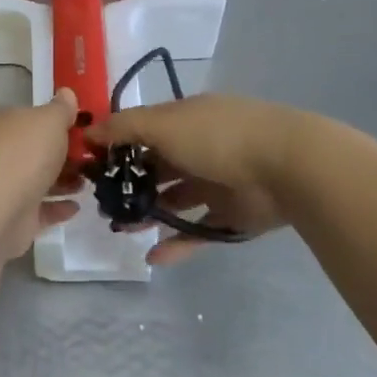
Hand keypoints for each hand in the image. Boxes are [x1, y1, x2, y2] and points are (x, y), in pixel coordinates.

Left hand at [0, 90, 83, 260]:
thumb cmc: (25, 155)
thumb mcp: (49, 121)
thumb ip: (61, 109)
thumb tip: (66, 92)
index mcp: (10, 125)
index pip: (36, 120)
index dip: (61, 123)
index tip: (88, 130)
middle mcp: (6, 153)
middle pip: (40, 151)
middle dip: (66, 154)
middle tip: (95, 159)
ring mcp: (9, 187)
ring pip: (41, 181)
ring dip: (65, 181)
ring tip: (90, 182)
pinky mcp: (16, 218)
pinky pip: (42, 211)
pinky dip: (59, 208)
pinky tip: (77, 207)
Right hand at [85, 94, 302, 264]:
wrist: (288, 168)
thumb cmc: (217, 138)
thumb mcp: (162, 124)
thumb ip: (123, 128)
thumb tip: (88, 132)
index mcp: (186, 120)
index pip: (144, 131)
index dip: (118, 146)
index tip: (91, 166)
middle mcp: (201, 148)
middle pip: (158, 167)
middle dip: (130, 184)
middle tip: (103, 204)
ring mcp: (219, 183)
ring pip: (175, 200)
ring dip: (149, 213)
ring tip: (122, 229)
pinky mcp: (233, 216)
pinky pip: (199, 231)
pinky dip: (177, 244)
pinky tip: (153, 256)